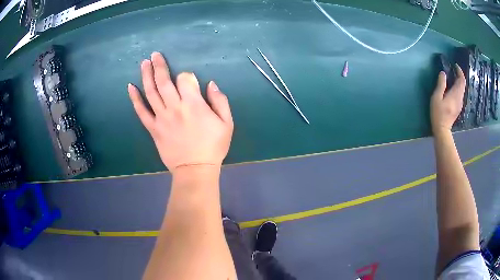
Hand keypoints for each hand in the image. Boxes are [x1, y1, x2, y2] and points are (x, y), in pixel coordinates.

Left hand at [128, 52, 233, 172]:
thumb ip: (220, 101)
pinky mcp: (153, 128)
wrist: (195, 169)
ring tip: (144, 63)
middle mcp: (174, 107)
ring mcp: (161, 117)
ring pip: (151, 92)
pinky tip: (130, 87)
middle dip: (159, 66)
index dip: (186, 76)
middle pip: (164, 81)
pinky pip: (141, 112)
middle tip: (155, 55)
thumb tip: (210, 83)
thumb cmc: (213, 146)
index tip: (189, 80)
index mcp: (193, 104)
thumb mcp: (227, 123)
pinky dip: (135, 99)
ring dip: (146, 76)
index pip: (185, 79)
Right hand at [430, 64, 465, 134]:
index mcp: (455, 94)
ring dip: (459, 82)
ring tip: (453, 77)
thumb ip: (441, 84)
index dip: (459, 71)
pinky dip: (458, 88)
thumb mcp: (437, 97)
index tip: (455, 65)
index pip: (461, 80)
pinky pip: (460, 94)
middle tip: (454, 70)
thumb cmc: (438, 113)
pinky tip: (453, 87)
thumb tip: (443, 73)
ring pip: (462, 89)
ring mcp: (460, 104)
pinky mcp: (458, 107)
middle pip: (463, 84)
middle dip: (459, 75)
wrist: (442, 130)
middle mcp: (460, 98)